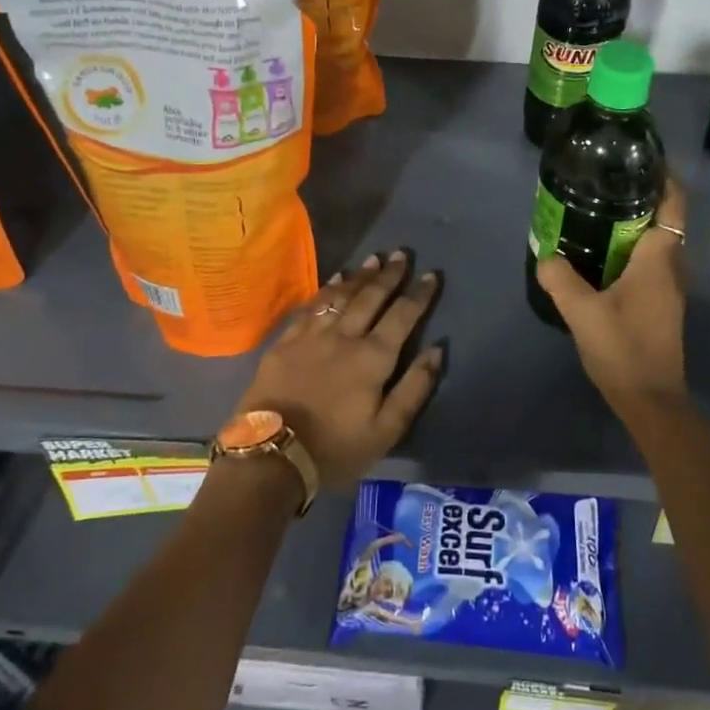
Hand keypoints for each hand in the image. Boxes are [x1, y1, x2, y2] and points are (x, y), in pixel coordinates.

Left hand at [238, 250, 444, 490]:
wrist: (272, 454)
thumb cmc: (336, 448)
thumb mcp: (386, 431)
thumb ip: (414, 388)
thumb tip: (436, 349)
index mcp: (373, 358)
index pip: (403, 316)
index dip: (419, 294)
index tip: (432, 275)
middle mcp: (345, 336)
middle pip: (371, 297)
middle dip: (390, 275)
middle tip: (401, 254)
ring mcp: (312, 336)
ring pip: (341, 295)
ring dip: (360, 276)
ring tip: (374, 259)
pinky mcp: (287, 342)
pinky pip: (312, 306)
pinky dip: (327, 289)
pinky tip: (335, 279)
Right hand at [535, 176, 688, 415]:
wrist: (651, 401)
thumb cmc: (623, 349)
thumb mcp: (582, 312)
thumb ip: (561, 279)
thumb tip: (547, 254)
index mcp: (658, 259)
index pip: (673, 204)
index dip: (664, 177)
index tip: (641, 160)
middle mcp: (672, 267)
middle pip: (664, 220)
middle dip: (640, 198)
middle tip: (604, 185)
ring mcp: (670, 288)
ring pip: (658, 243)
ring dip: (635, 226)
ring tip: (598, 215)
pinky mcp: (662, 305)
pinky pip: (651, 264)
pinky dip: (633, 251)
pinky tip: (603, 258)